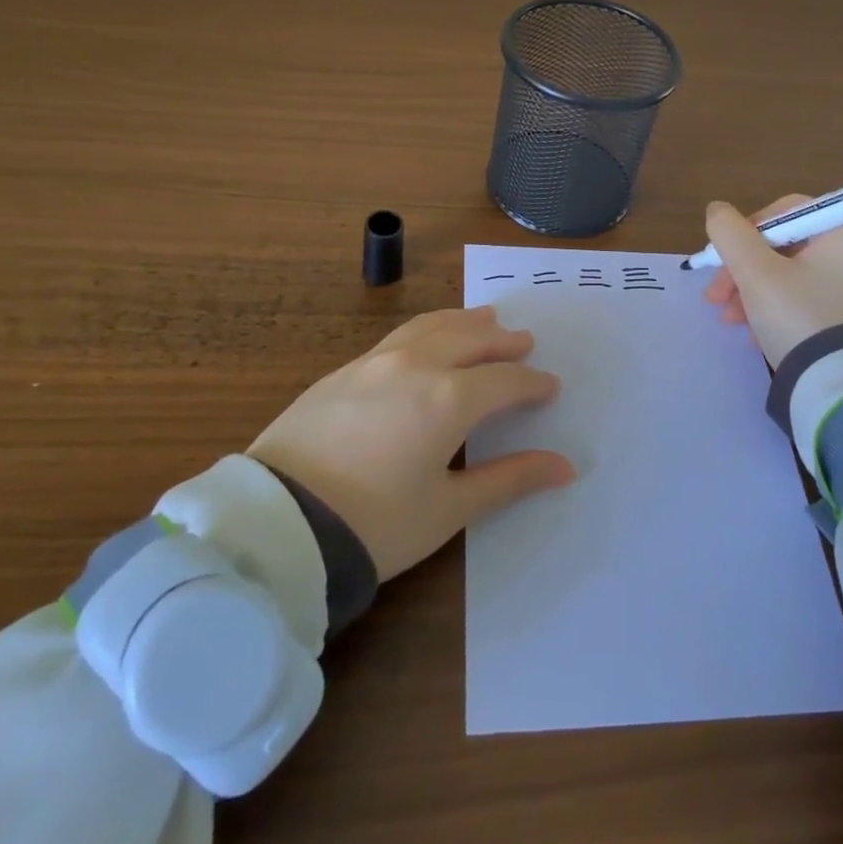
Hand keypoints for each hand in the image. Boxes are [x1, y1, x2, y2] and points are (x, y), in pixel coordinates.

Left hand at [246, 306, 573, 579]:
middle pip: (471, 339)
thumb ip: (509, 479)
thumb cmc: (375, 524)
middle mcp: (417, 365)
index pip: (505, 380)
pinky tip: (427, 340)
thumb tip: (564, 467)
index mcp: (450, 398)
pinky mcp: (343, 370)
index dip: (532, 384)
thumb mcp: (449, 509)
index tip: (549, 388)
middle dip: (502, 341)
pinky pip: (399, 336)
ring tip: (484, 319)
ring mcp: (375, 362)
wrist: (278, 524)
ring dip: (464, 322)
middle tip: (523, 341)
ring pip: (431, 326)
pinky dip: (428, 330)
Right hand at [702, 195, 842, 368]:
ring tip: (730, 320)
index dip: (746, 232)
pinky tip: (756, 330)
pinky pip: (811, 296)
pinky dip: (780, 306)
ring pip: (794, 273)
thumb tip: (717, 210)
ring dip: (755, 291)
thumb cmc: (798, 318)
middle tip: (716, 297)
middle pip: (787, 245)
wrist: (838, 390)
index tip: (722, 261)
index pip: (786, 211)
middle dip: (745, 270)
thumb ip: (730, 234)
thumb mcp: (755, 273)